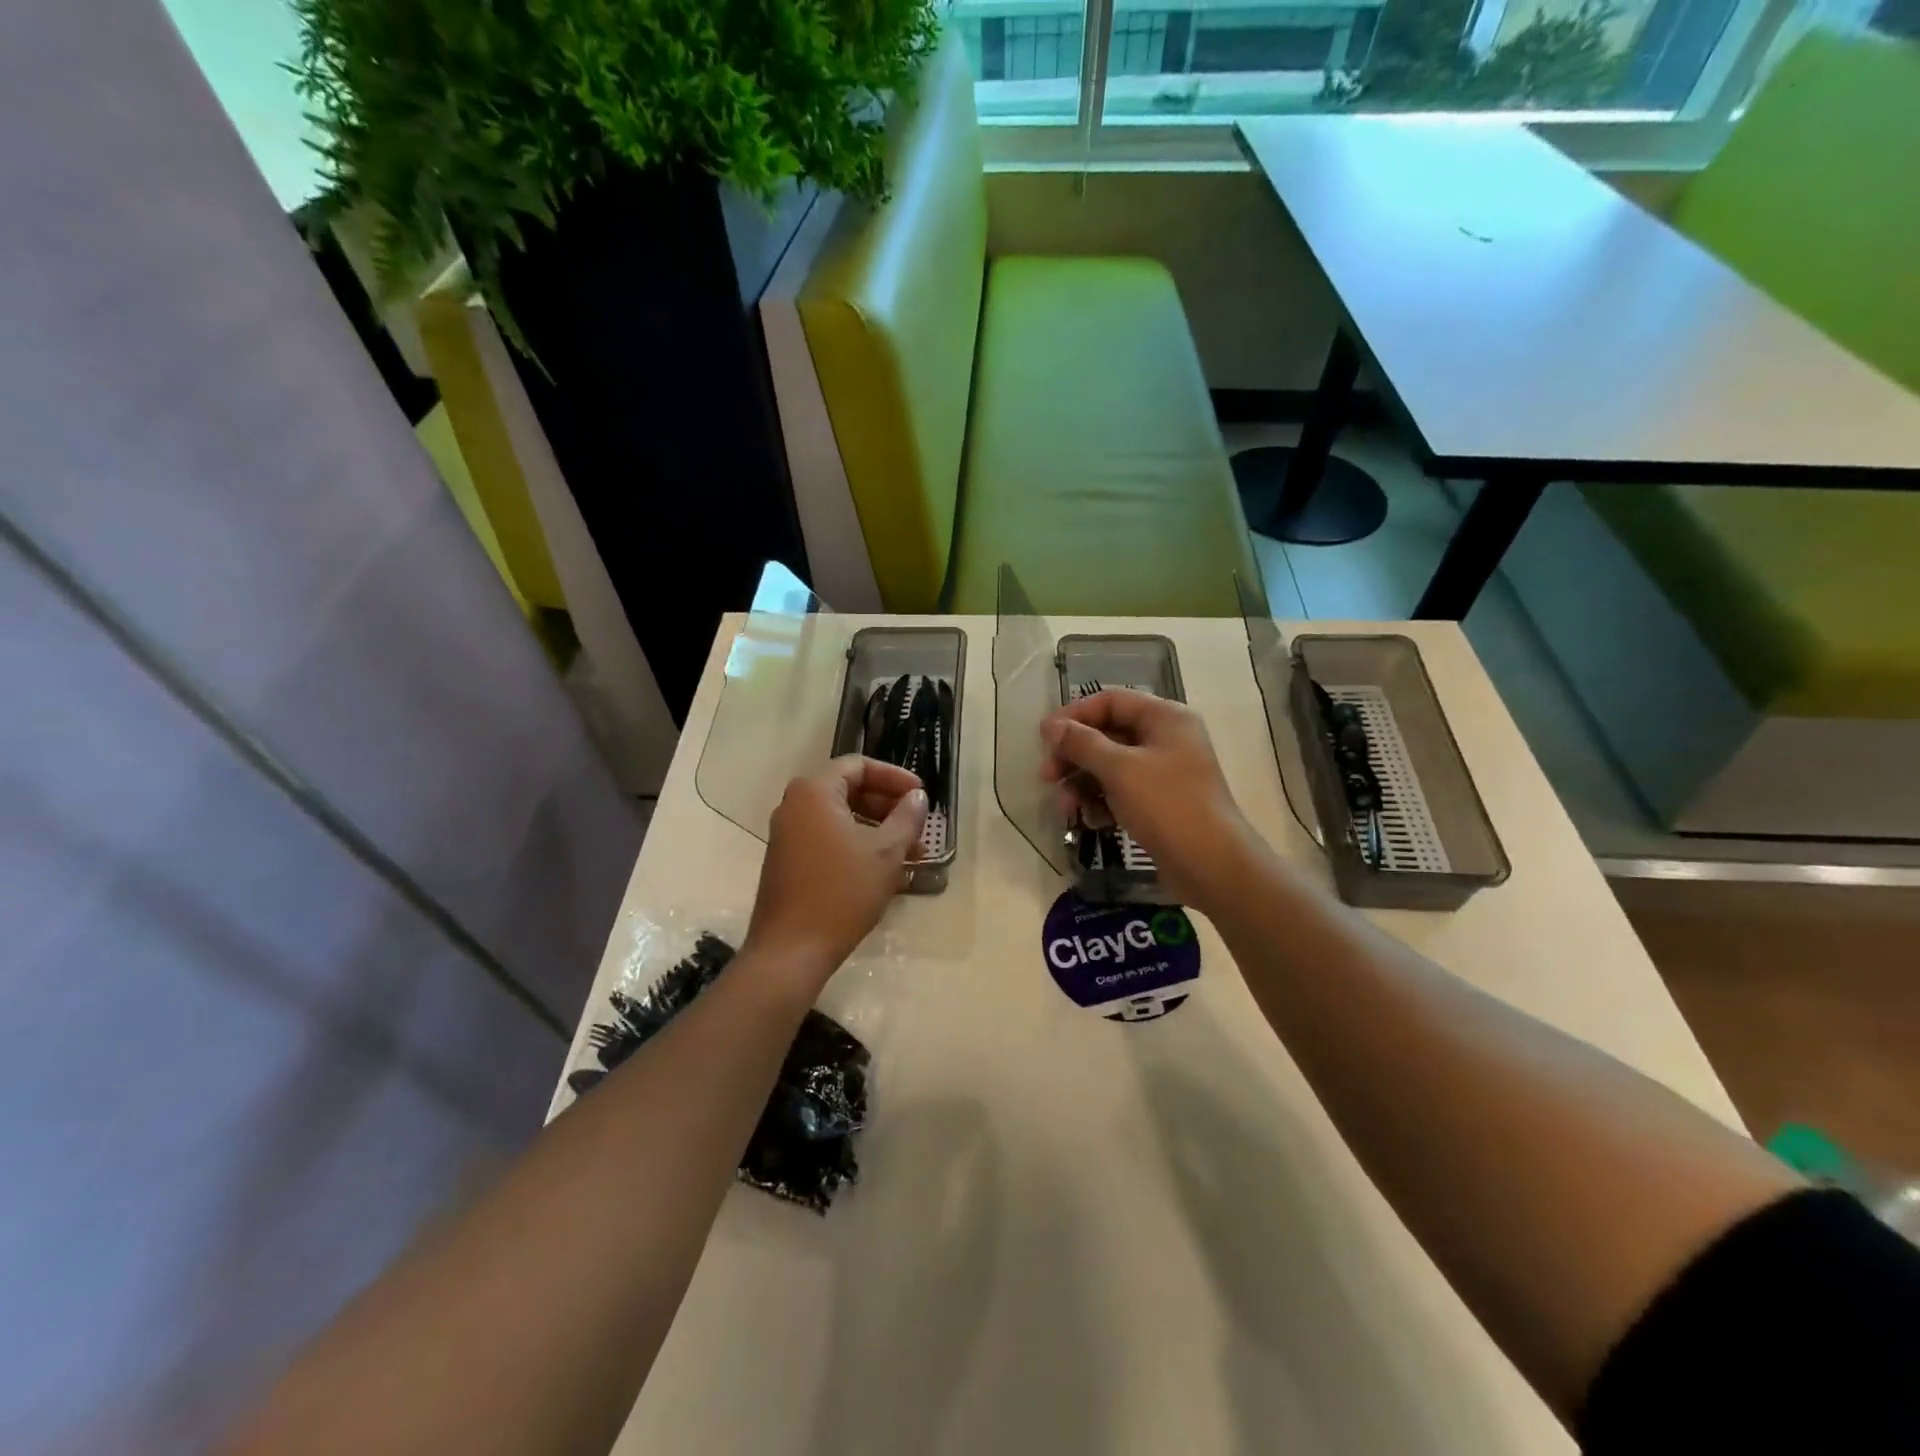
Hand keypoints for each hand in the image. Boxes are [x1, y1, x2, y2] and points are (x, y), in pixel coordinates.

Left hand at [743, 756, 927, 992]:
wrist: (791, 950)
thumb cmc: (842, 892)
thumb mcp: (886, 852)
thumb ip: (907, 817)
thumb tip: (917, 797)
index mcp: (814, 792)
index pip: (859, 766)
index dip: (895, 777)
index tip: (921, 795)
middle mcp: (794, 806)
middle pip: (849, 790)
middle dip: (888, 806)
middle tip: (918, 825)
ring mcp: (787, 835)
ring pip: (840, 819)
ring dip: (877, 830)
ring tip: (910, 854)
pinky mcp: (787, 861)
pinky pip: (828, 839)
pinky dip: (857, 846)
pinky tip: (884, 871)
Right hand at [1041, 690, 1257, 912]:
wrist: (1212, 865)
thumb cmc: (1167, 805)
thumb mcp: (1119, 769)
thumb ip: (1082, 743)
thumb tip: (1051, 726)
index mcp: (1165, 717)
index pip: (1111, 701)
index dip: (1074, 715)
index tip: (1044, 737)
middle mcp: (1166, 738)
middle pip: (1107, 734)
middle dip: (1074, 755)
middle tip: (1047, 777)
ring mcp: (1164, 772)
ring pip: (1110, 766)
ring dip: (1083, 783)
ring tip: (1065, 809)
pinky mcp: (1159, 802)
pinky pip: (1121, 791)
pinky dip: (1102, 802)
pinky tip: (1090, 821)